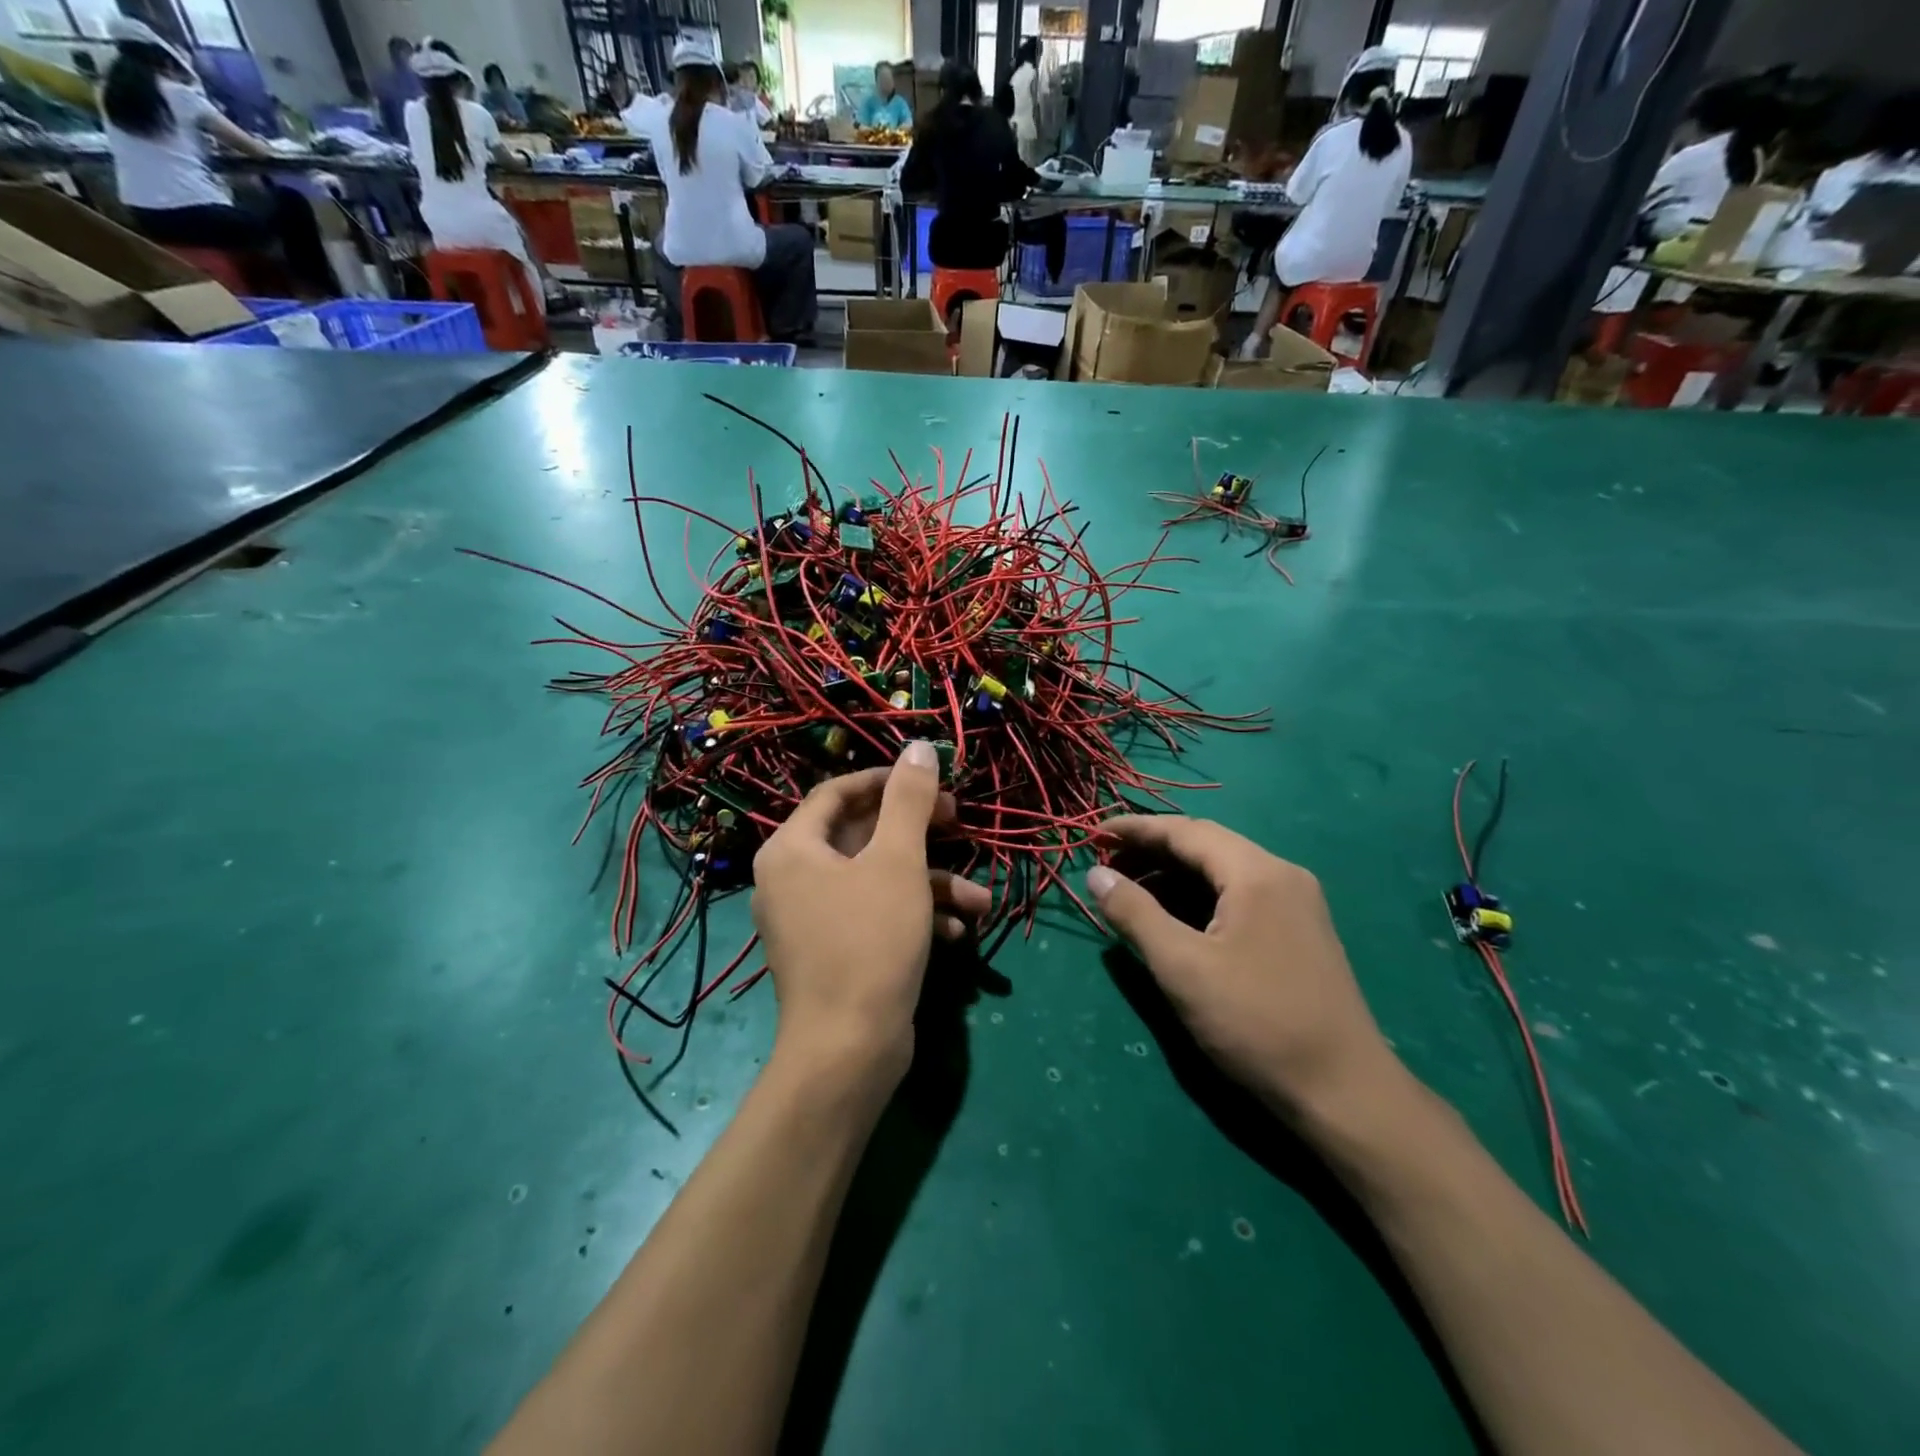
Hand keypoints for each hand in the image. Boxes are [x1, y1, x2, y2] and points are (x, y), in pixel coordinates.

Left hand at [752, 742, 990, 1079]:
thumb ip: (909, 800)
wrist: (848, 1050)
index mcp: (793, 849)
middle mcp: (793, 879)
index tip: (930, 782)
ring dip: (930, 883)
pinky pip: (874, 915)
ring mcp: (811, 919)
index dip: (886, 781)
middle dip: (919, 835)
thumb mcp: (898, 861)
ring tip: (980, 898)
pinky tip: (956, 930)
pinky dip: (914, 915)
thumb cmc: (870, 940)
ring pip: (876, 880)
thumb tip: (918, 747)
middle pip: (860, 835)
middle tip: (960, 825)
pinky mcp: (833, 952)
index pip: (837, 792)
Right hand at [1087, 816, 1395, 1120]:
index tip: (1092, 836)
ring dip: (1173, 876)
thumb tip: (1096, 875)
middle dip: (1151, 851)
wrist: (1344, 1092)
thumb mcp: (1183, 967)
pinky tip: (1172, 920)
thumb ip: (1135, 913)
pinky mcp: (1298, 932)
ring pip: (1222, 872)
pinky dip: (1198, 898)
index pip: (1185, 831)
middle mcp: (1281, 875)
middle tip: (1105, 868)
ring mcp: (1295, 904)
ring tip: (1130, 894)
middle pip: (1205, 845)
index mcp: (1257, 872)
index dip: (1134, 830)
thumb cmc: (1256, 1022)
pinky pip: (1238, 896)